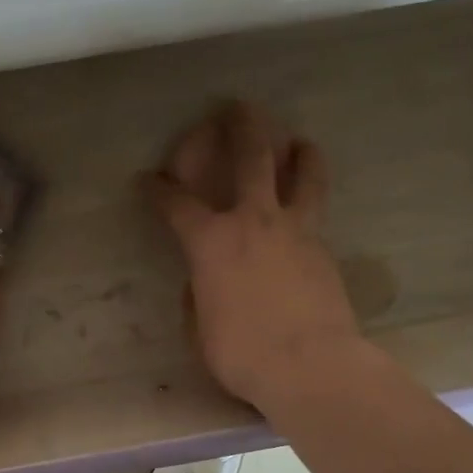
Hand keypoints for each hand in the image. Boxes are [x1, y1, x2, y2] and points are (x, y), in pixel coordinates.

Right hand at [145, 102, 362, 411]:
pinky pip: (317, 211)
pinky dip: (311, 197)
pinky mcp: (324, 249)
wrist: (311, 366)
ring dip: (298, 151)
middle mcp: (254, 222)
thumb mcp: (200, 329)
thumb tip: (202, 283)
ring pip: (303, 173)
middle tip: (237, 107)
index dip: (158, 189)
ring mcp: (296, 231)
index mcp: (211, 242)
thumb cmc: (242, 352)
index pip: (176, 204)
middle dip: (241, 125)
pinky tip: (308, 207)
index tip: (148, 179)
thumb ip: (198, 296)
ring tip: (298, 142)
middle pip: (251, 156)